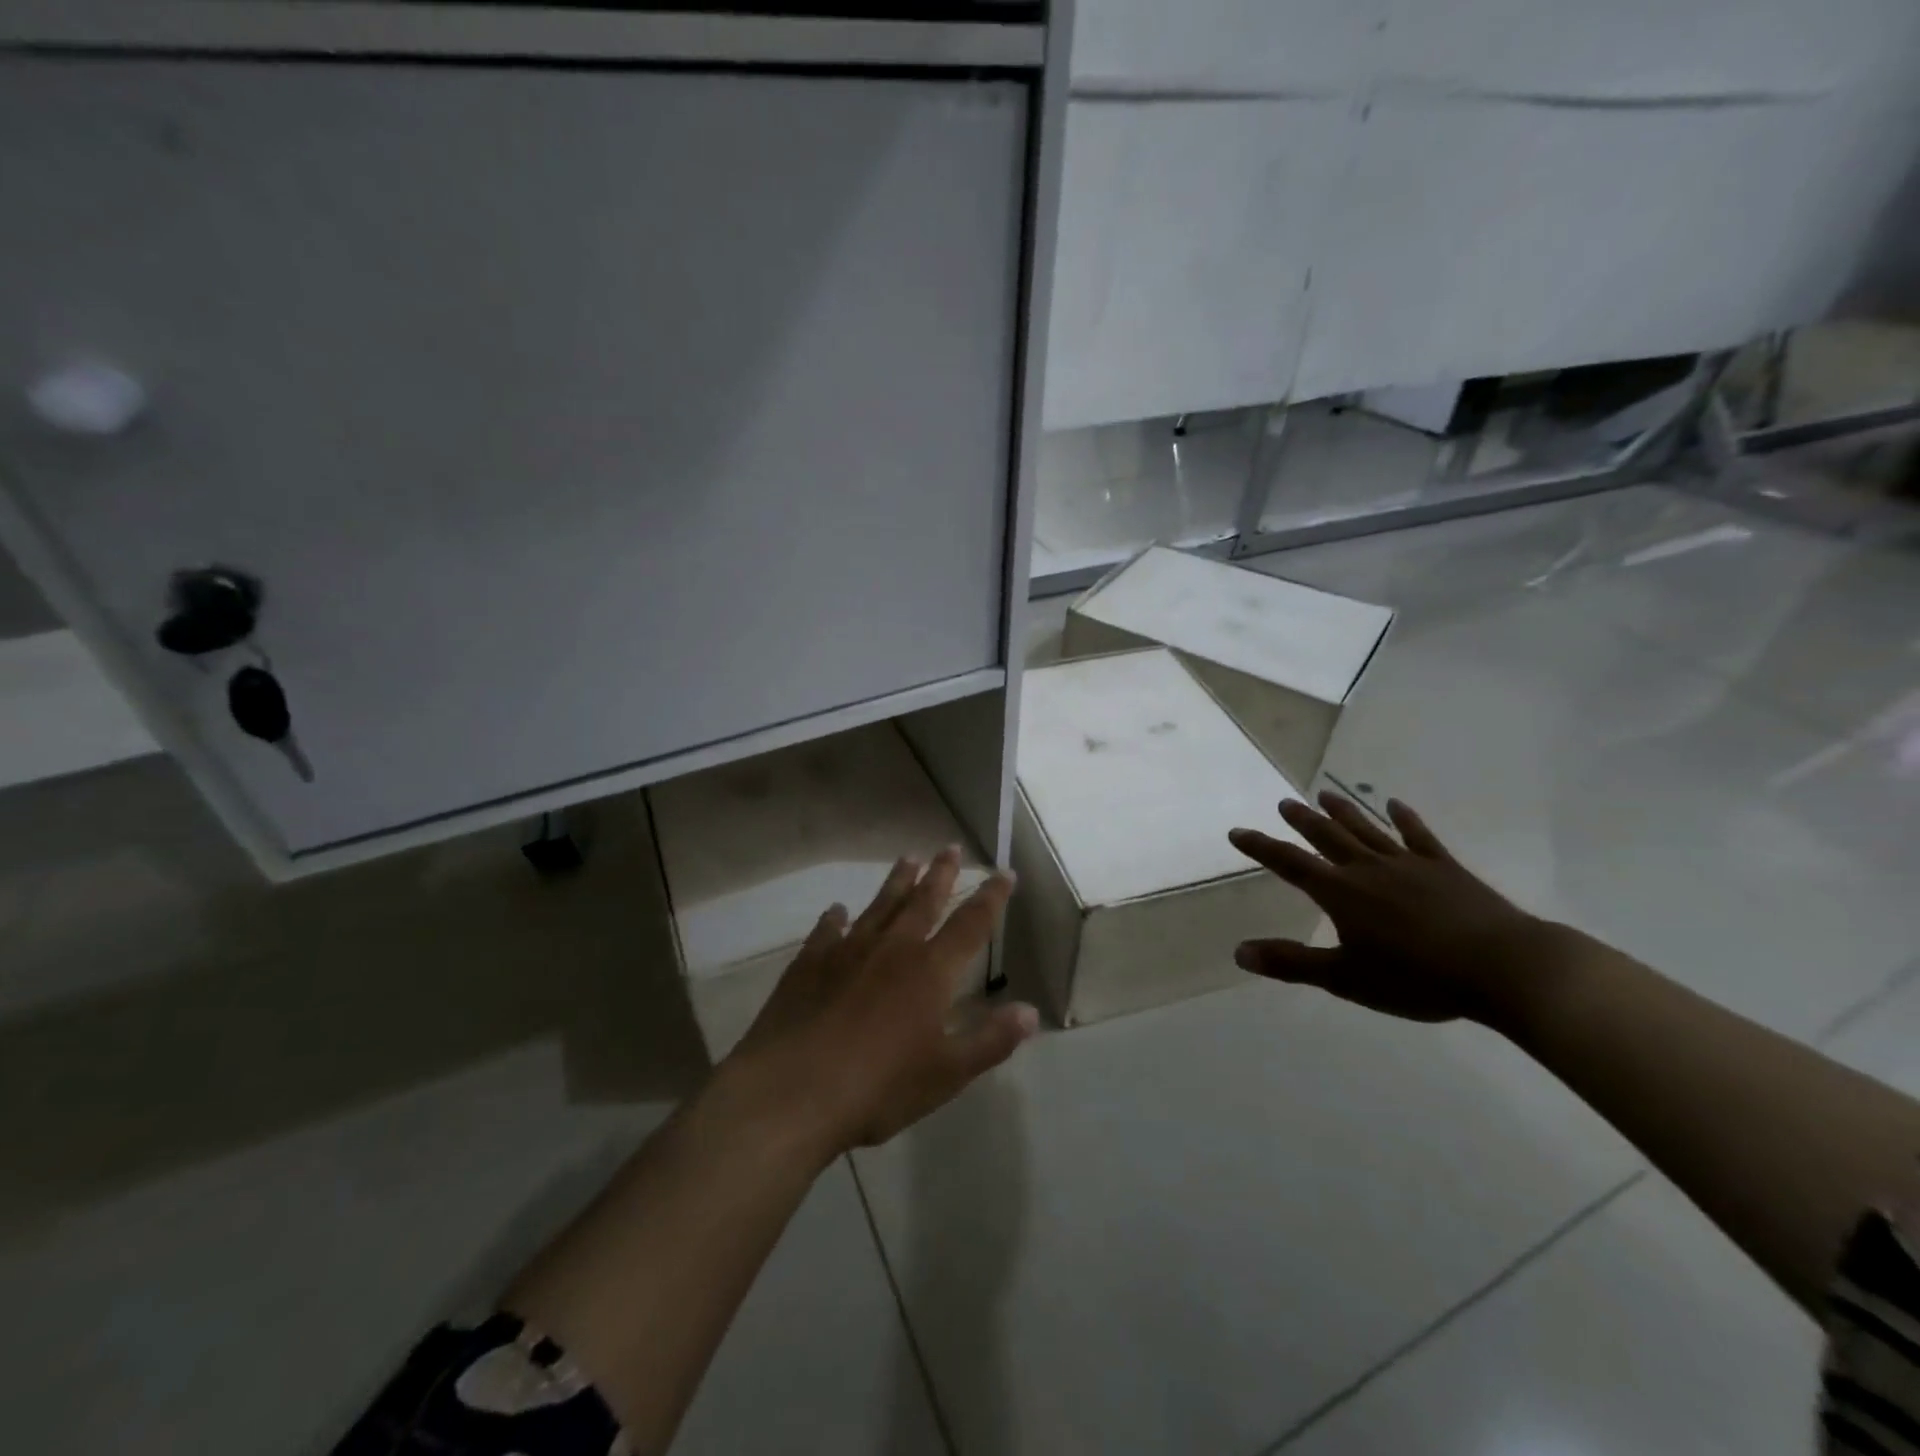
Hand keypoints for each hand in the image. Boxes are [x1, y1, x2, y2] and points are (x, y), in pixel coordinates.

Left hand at [723, 847, 1037, 1156]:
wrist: (792, 1090)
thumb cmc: (878, 1086)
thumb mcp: (946, 1074)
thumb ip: (990, 1040)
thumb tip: (1030, 1012)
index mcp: (930, 971)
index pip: (971, 924)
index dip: (991, 897)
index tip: (1004, 873)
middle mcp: (892, 948)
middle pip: (923, 900)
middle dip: (941, 873)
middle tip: (950, 847)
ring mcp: (847, 951)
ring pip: (879, 905)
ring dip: (896, 882)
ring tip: (908, 858)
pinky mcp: (809, 964)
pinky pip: (827, 931)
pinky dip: (834, 919)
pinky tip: (836, 910)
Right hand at [1227, 792, 1562, 1027]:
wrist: (1503, 968)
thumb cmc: (1418, 978)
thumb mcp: (1346, 978)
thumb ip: (1292, 963)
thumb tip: (1239, 952)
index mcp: (1341, 893)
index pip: (1290, 864)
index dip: (1262, 847)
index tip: (1237, 832)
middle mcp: (1368, 869)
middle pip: (1327, 837)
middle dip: (1302, 821)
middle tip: (1284, 803)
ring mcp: (1409, 864)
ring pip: (1366, 830)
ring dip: (1343, 812)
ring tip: (1324, 794)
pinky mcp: (1445, 868)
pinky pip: (1418, 836)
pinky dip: (1404, 819)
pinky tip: (1395, 805)